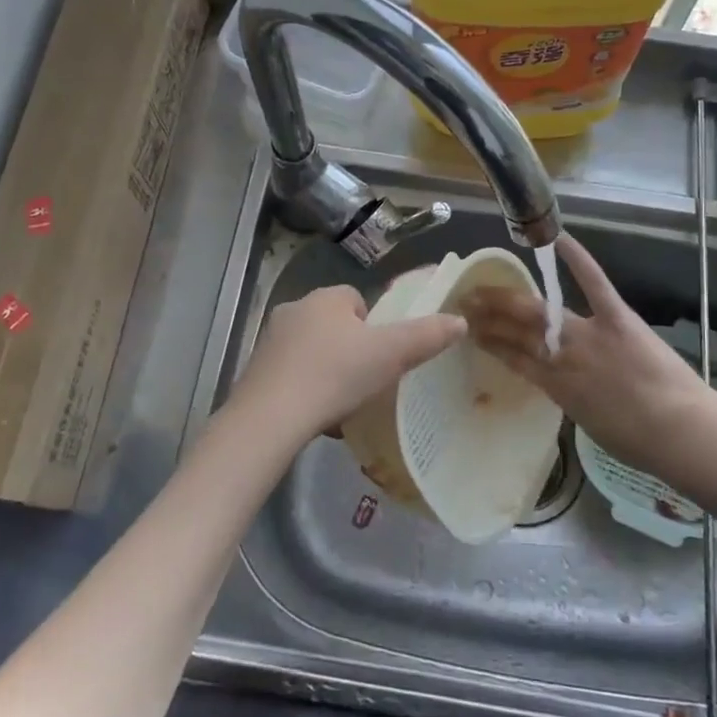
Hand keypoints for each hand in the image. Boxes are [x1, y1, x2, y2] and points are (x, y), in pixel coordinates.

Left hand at [229, 285, 466, 443]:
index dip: (374, 325)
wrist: (270, 418)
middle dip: (352, 349)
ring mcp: (271, 342)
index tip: (383, 354)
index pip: (356, 300)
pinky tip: (319, 417)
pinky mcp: (256, 372)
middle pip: (334, 325)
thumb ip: (426, 336)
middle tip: (369, 380)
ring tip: (345, 403)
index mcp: (325, 298)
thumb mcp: (390, 355)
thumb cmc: (335, 375)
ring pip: (312, 351)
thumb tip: (460, 321)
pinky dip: (307, 391)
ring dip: (329, 371)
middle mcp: (294, 310)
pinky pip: (292, 376)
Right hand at [461, 235, 709, 472]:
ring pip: (539, 313)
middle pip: (517, 332)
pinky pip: (594, 284)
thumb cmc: (637, 441)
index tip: (469, 331)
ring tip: (485, 287)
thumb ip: (570, 399)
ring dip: (509, 299)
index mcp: (555, 386)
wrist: (678, 431)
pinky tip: (559, 239)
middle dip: (488, 316)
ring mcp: (587, 334)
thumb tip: (563, 385)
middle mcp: (562, 357)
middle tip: (465, 301)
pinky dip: (578, 259)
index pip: (512, 359)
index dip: (489, 343)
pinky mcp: (616, 318)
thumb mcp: (588, 424)